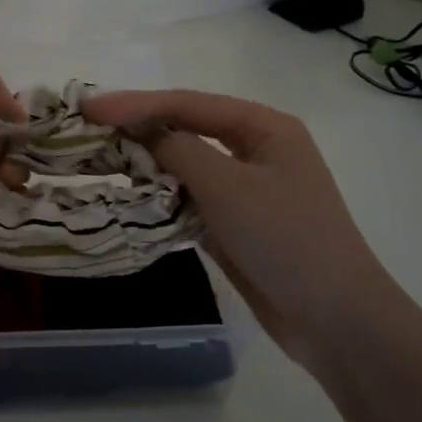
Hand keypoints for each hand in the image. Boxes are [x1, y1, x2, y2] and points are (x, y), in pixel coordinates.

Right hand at [83, 89, 403, 370]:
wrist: (334, 318)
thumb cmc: (286, 239)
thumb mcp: (227, 186)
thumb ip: (179, 150)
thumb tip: (141, 134)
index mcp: (264, 127)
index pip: (188, 103)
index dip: (135, 103)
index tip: (87, 107)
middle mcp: (255, 149)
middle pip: (186, 127)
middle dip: (138, 126)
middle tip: (87, 127)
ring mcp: (245, 187)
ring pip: (184, 162)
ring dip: (146, 160)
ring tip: (99, 156)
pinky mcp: (235, 221)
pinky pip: (188, 196)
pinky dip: (160, 193)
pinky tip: (130, 193)